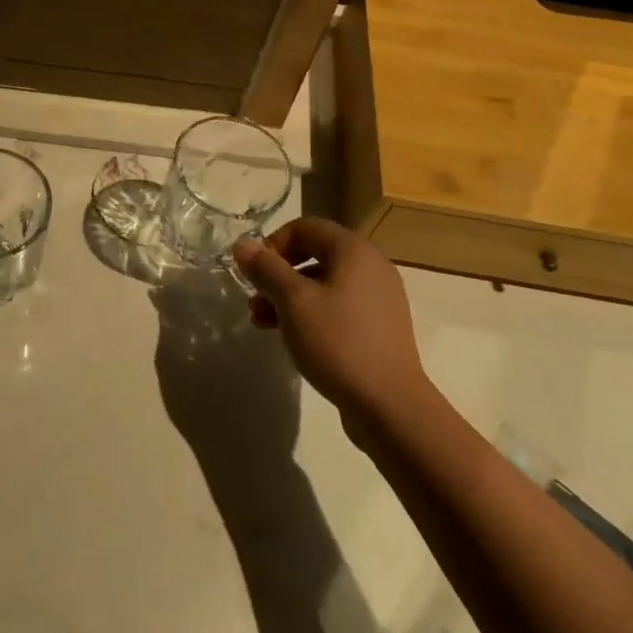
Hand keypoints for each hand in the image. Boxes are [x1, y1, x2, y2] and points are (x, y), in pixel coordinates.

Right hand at [232, 219, 425, 424]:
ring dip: (289, 297)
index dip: (274, 243)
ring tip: (264, 324)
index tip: (254, 273)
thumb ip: (266, 269)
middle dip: (278, 275)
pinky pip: (339, 306)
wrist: (390, 405)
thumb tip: (242, 244)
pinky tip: (294, 338)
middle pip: (314, 254)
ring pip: (324, 283)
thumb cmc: (337, 342)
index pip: (305, 227)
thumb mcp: (292, 302)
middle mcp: (372, 266)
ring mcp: (379, 298)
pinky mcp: (380, 326)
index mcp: (354, 250)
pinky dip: (312, 313)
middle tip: (255, 300)